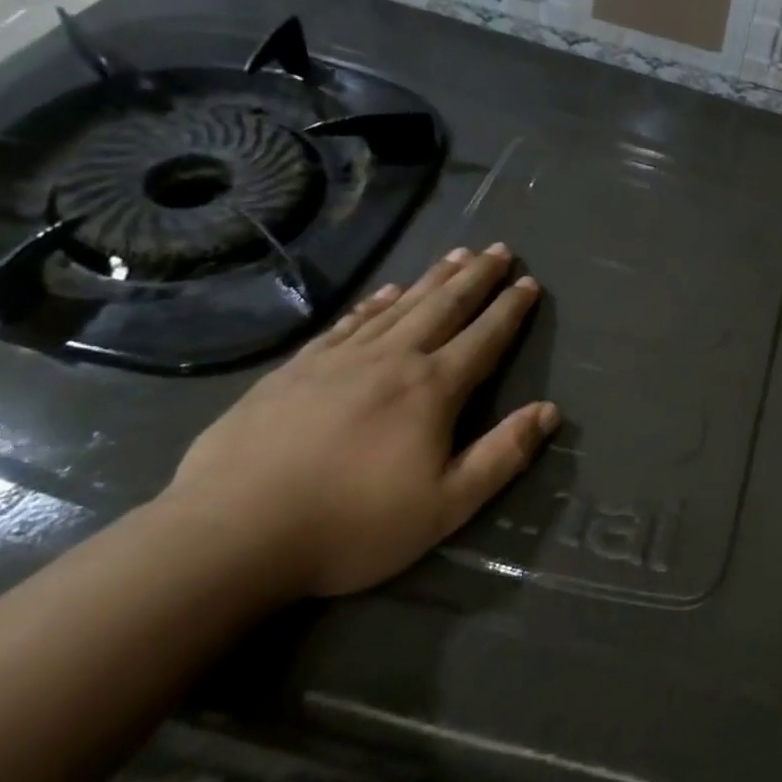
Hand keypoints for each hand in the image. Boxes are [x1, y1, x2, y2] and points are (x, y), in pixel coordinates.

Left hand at [164, 244, 556, 597]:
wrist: (232, 533)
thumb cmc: (352, 524)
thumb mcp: (447, 506)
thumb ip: (503, 455)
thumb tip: (549, 411)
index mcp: (432, 390)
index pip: (484, 338)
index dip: (510, 309)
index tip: (528, 281)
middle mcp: (392, 359)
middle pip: (444, 306)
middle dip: (477, 277)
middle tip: (499, 248)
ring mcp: (339, 359)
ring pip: (399, 305)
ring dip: (432, 278)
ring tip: (457, 254)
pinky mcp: (296, 369)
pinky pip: (348, 322)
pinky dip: (374, 301)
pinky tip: (385, 291)